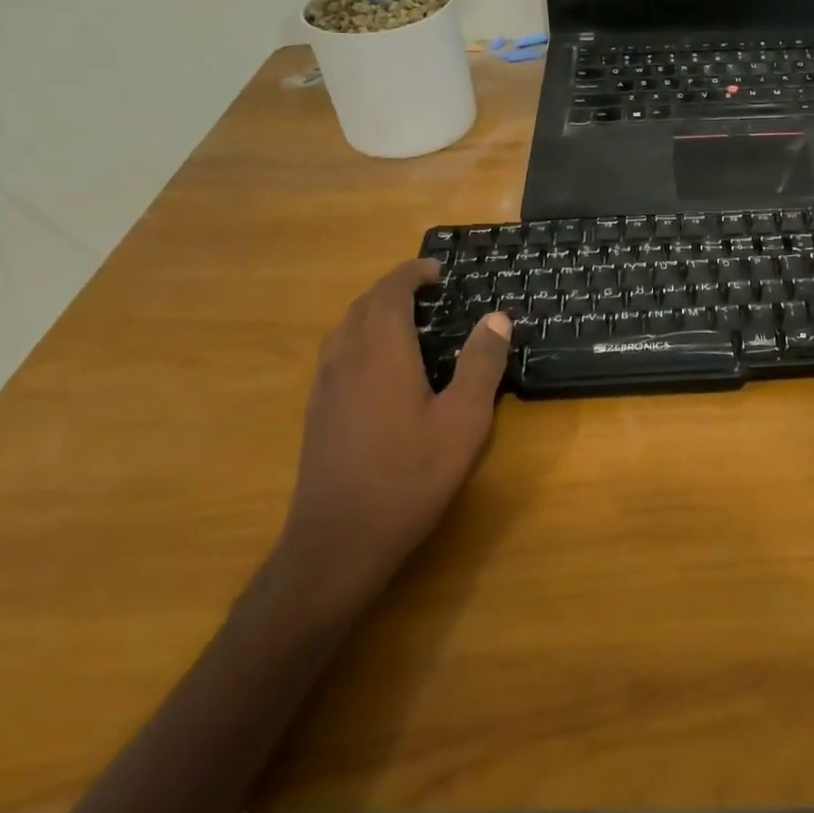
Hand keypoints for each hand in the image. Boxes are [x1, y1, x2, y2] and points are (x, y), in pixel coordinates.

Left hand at [277, 259, 510, 611]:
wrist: (338, 541)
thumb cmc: (409, 476)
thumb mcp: (463, 421)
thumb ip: (481, 364)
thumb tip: (496, 317)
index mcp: (381, 351)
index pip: (390, 291)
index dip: (412, 273)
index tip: (439, 271)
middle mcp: (345, 358)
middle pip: (364, 304)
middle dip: (394, 288)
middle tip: (430, 293)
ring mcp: (325, 386)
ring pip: (345, 328)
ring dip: (374, 312)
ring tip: (408, 322)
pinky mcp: (317, 411)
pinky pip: (337, 353)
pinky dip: (361, 338)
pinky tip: (382, 367)